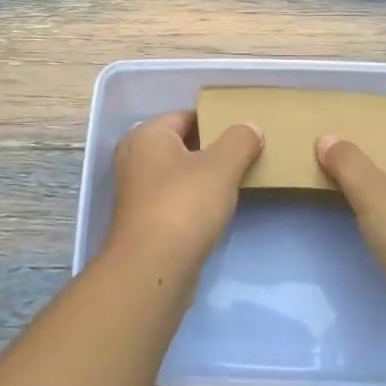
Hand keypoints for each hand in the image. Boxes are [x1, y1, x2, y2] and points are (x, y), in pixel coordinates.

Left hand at [108, 111, 262, 276]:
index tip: (245, 133)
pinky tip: (217, 210)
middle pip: (182, 144)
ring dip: (204, 177)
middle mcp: (135, 157)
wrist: (153, 269)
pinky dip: (194, 200)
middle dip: (212, 149)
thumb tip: (251, 126)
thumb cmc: (185, 205)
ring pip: (178, 173)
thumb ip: (240, 141)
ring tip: (237, 181)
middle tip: (246, 155)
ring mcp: (136, 191)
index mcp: (147, 134)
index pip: (187, 116)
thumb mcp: (221, 166)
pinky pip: (174, 198)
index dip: (217, 121)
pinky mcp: (143, 220)